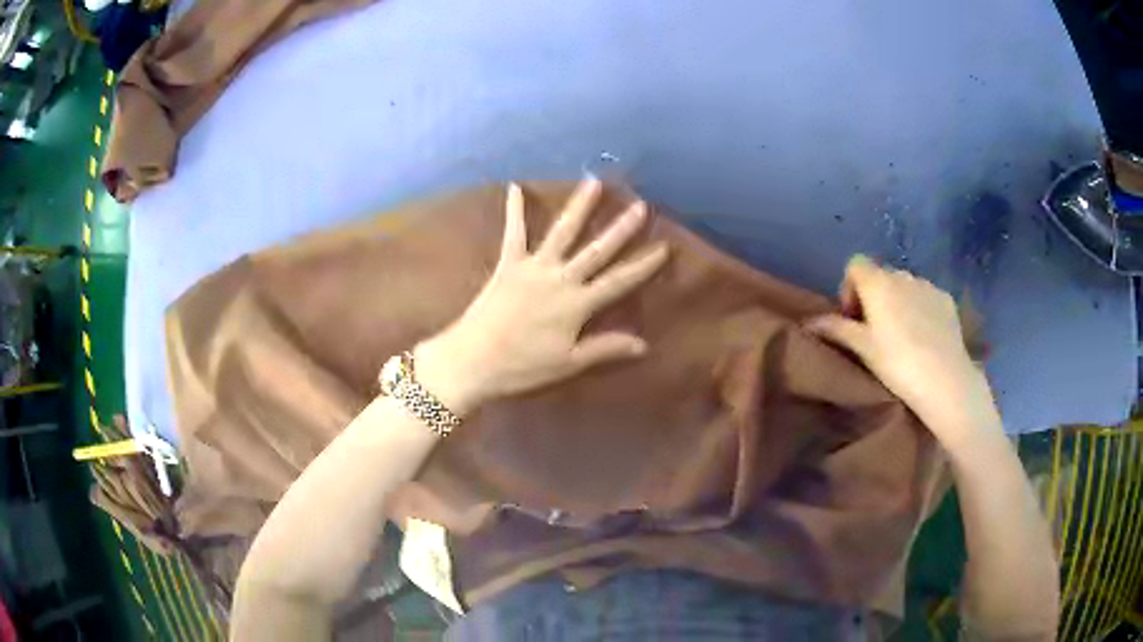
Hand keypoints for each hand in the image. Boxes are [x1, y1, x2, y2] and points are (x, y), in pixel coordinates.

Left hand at [414, 179, 668, 414]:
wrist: (473, 359)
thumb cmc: (523, 366)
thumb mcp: (569, 362)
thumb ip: (606, 348)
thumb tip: (644, 345)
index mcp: (578, 304)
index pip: (619, 281)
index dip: (643, 265)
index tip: (664, 247)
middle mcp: (561, 278)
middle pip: (597, 250)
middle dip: (621, 228)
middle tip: (640, 205)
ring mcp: (534, 267)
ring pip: (563, 231)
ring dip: (580, 206)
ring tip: (593, 181)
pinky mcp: (508, 264)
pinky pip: (514, 232)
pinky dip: (514, 210)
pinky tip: (515, 186)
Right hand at [806, 255, 1000, 451]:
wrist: (946, 381)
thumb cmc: (898, 364)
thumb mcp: (862, 349)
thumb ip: (836, 329)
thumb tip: (809, 322)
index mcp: (878, 283)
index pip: (855, 264)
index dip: (849, 287)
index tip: (854, 318)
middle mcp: (902, 274)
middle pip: (880, 275)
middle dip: (874, 297)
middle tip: (876, 332)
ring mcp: (927, 285)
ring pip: (904, 286)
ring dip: (898, 302)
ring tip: (903, 336)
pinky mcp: (946, 299)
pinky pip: (925, 296)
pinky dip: (920, 308)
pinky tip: (925, 337)